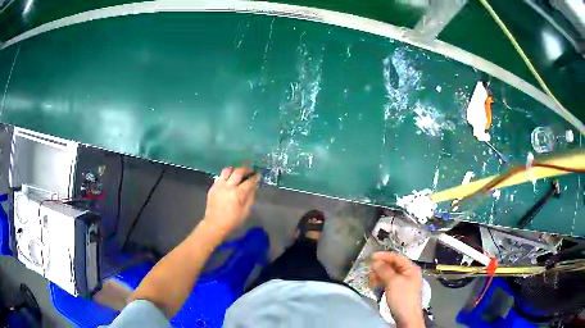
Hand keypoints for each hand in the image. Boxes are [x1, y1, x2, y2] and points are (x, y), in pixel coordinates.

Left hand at [203, 167, 259, 234]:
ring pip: (227, 170)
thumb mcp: (246, 211)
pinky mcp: (213, 187)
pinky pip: (220, 177)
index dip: (255, 177)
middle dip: (246, 169)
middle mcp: (228, 186)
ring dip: (234, 169)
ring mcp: (219, 185)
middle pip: (238, 171)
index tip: (258, 174)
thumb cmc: (232, 221)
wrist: (214, 225)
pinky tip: (229, 180)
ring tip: (238, 172)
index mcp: (237, 194)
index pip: (249, 181)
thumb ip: (250, 197)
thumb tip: (253, 186)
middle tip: (250, 170)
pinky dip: (226, 176)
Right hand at [369, 252, 423, 327]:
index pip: (397, 257)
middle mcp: (408, 274)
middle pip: (392, 266)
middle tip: (369, 270)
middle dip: (380, 267)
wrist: (406, 317)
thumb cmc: (402, 298)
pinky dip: (381, 283)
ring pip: (389, 275)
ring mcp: (403, 283)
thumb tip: (376, 262)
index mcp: (411, 268)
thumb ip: (384, 270)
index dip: (384, 256)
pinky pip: (388, 283)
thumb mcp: (393, 282)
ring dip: (379, 276)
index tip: (372, 257)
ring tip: (370, 280)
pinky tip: (374, 286)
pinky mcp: (398, 291)